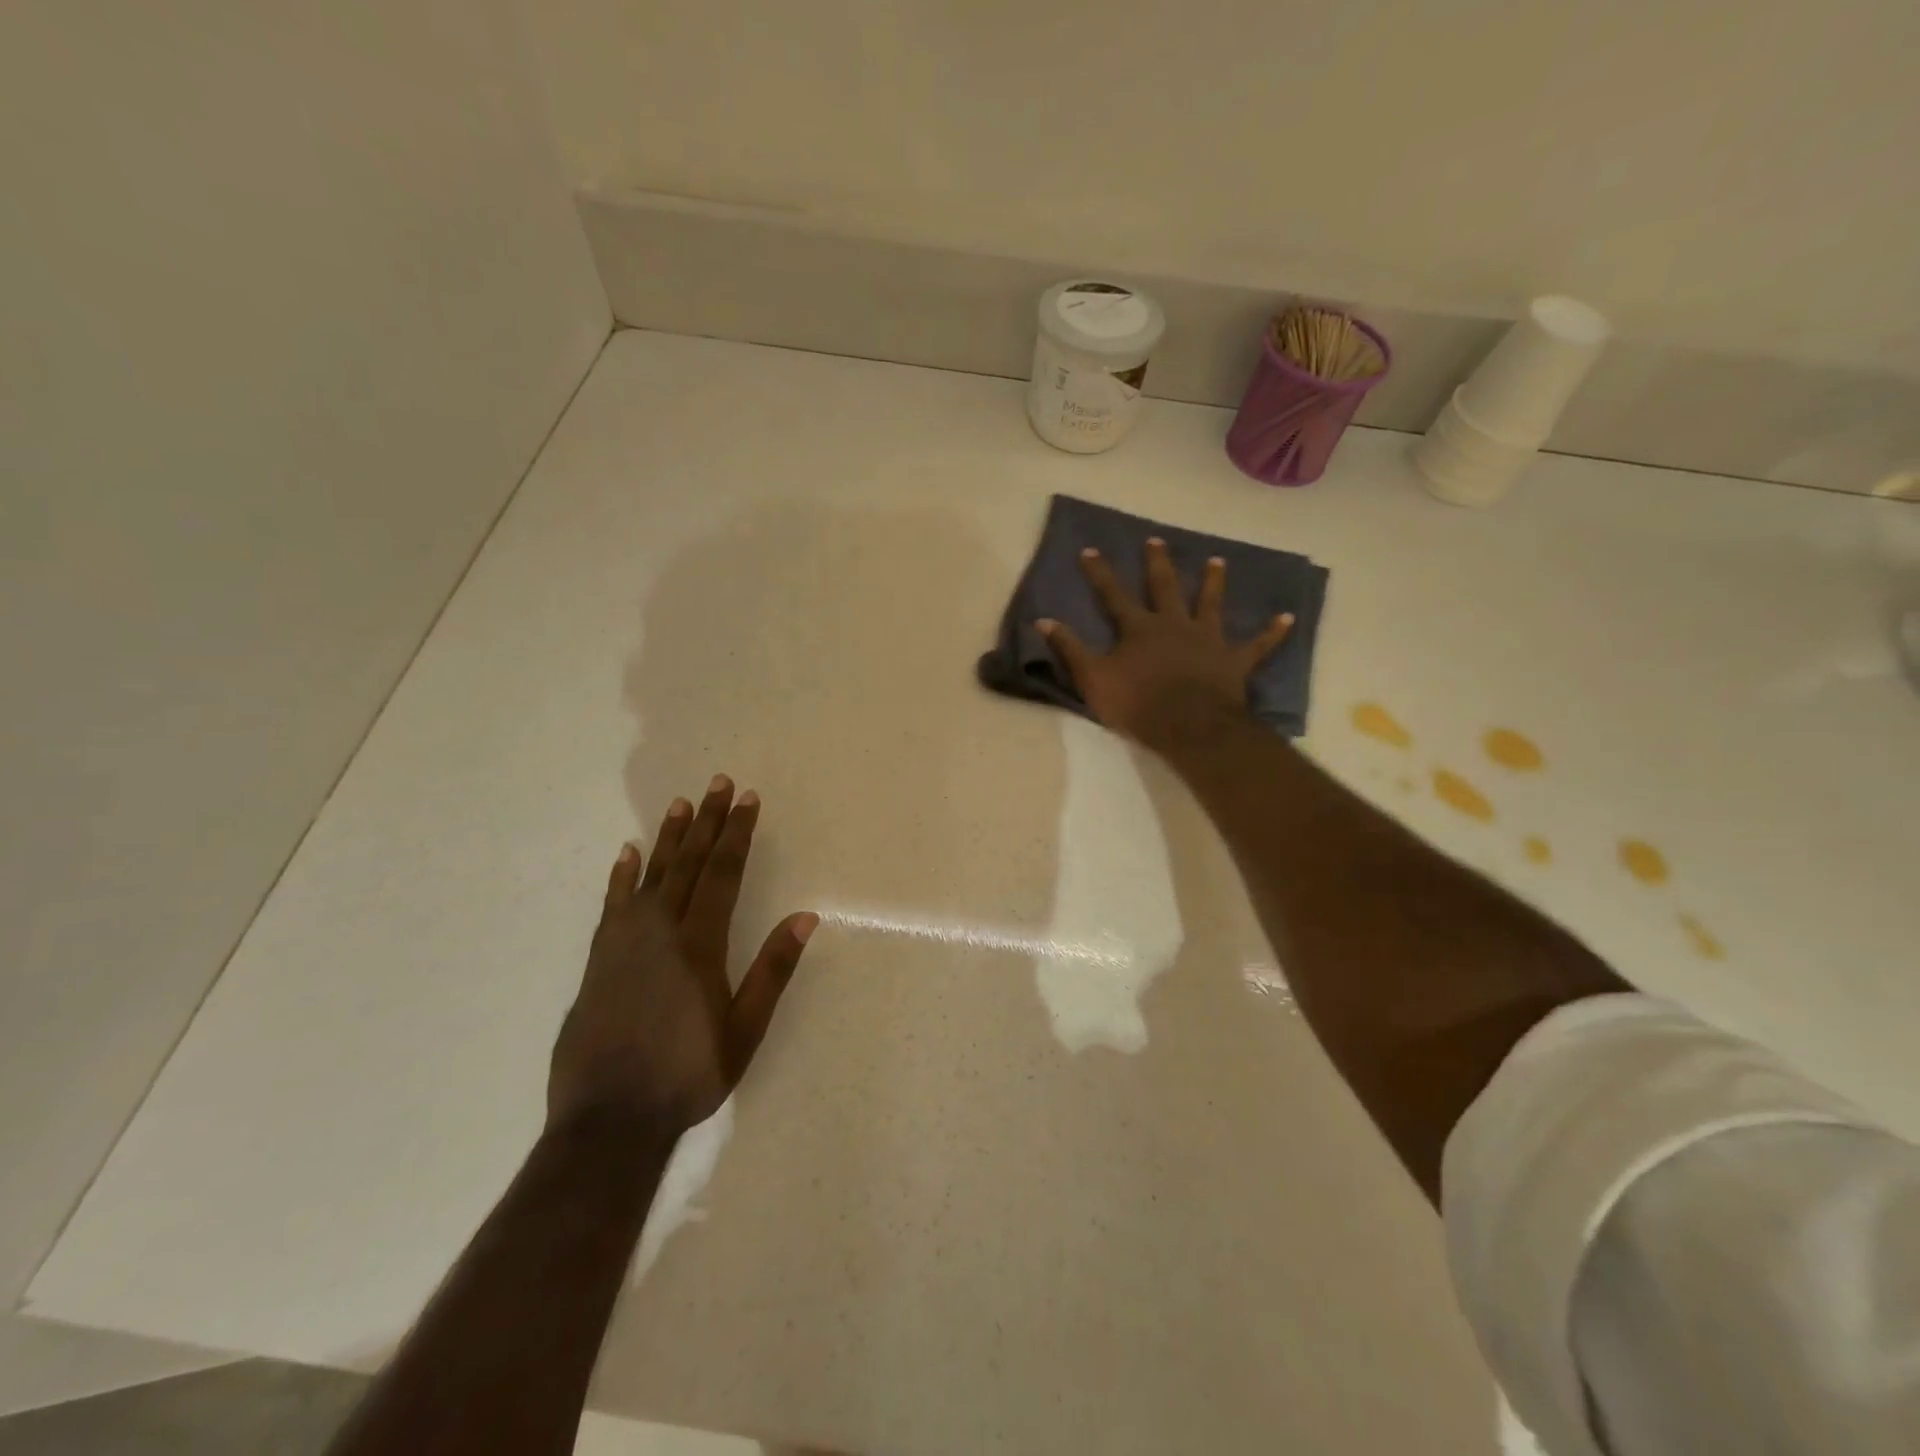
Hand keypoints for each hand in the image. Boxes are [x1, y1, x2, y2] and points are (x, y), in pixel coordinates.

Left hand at [548, 776, 816, 1140]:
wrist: (608, 1119)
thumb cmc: (688, 1075)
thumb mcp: (744, 1030)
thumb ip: (773, 971)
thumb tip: (805, 917)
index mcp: (700, 945)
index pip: (723, 874)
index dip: (736, 834)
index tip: (747, 800)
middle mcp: (661, 931)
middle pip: (689, 863)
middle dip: (706, 821)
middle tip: (718, 784)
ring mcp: (625, 942)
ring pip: (651, 875)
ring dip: (668, 837)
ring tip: (680, 803)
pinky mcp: (599, 959)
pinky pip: (613, 904)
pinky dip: (622, 875)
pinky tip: (627, 853)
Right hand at [1037, 538, 1292, 754]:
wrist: (1188, 726)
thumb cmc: (1137, 704)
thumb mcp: (1092, 678)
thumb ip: (1069, 648)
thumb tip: (1042, 619)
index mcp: (1139, 628)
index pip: (1113, 594)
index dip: (1100, 572)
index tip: (1089, 549)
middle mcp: (1174, 624)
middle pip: (1165, 587)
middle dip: (1158, 563)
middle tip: (1157, 541)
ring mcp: (1207, 639)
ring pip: (1211, 604)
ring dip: (1214, 582)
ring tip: (1218, 561)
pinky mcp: (1233, 660)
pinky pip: (1257, 645)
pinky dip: (1272, 633)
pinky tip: (1288, 618)